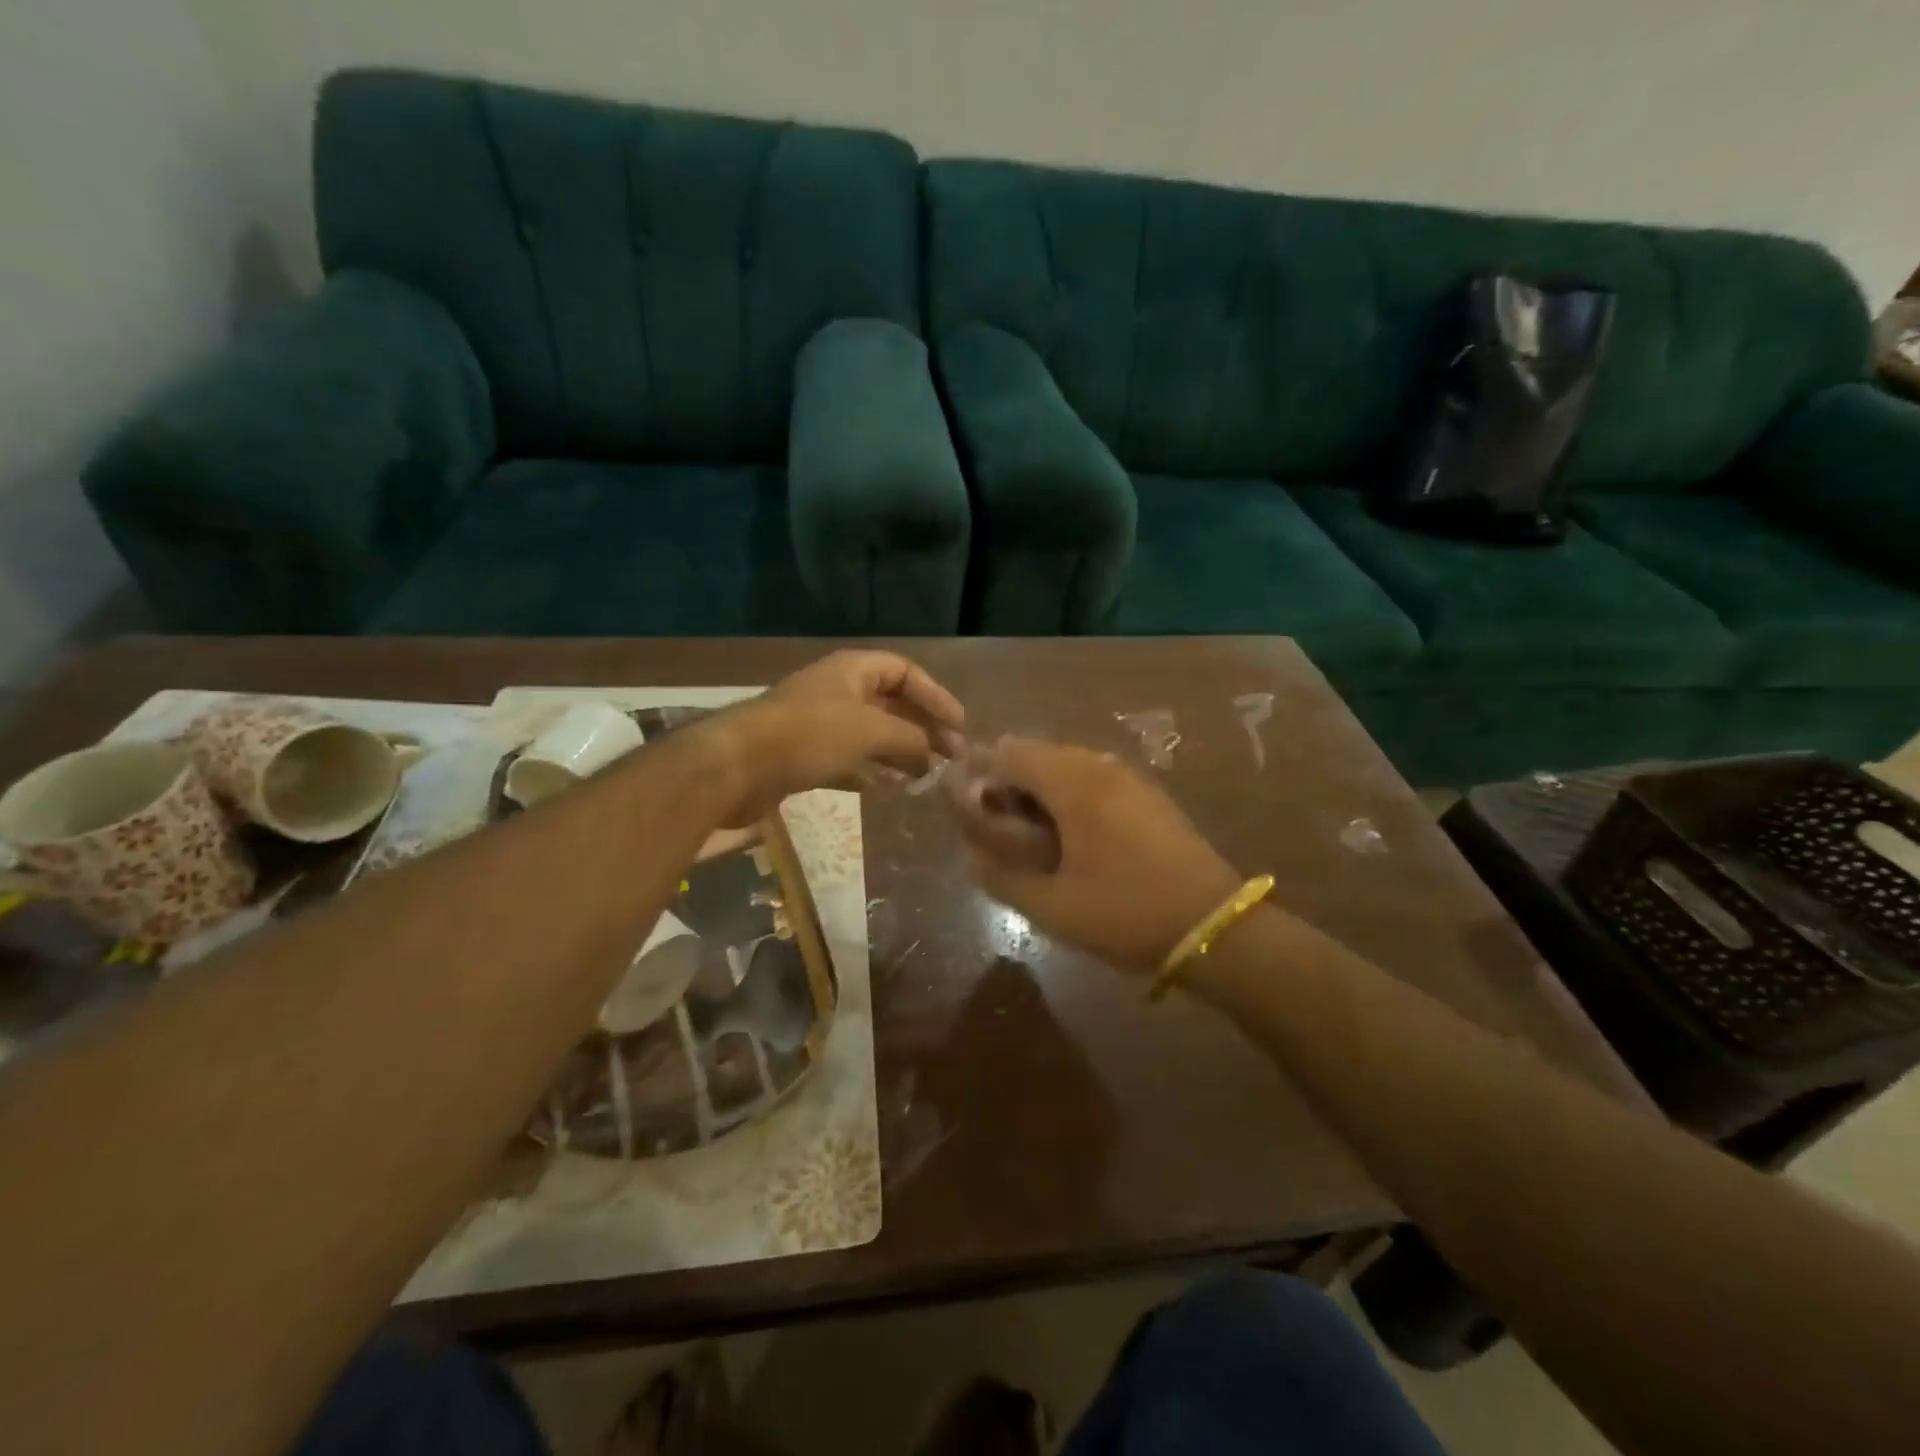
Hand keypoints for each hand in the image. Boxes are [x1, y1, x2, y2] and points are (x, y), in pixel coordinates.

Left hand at [706, 651, 964, 824]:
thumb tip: (933, 753)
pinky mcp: (803, 755)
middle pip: (890, 703)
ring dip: (900, 751)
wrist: (736, 766)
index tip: (959, 726)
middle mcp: (837, 690)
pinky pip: (849, 759)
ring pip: (871, 733)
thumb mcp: (870, 731)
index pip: (905, 671)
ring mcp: (818, 723)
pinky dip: (871, 771)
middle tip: (951, 756)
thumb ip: (910, 739)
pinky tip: (888, 788)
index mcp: (852, 670)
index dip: (935, 696)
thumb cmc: (808, 736)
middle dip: (922, 727)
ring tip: (926, 775)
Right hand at [952, 737, 1240, 972]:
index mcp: (1074, 783)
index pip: (1010, 752)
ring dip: (1039, 787)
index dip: (979, 773)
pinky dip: (1069, 792)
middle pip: (1037, 752)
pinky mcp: (1147, 792)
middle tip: (996, 826)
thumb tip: (971, 854)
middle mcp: (1099, 765)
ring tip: (1030, 834)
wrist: (1213, 924)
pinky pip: (1093, 776)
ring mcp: (1128, 776)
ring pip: (1066, 763)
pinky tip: (1070, 834)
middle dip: (1008, 781)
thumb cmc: (1126, 913)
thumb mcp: (1052, 907)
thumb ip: (1001, 876)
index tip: (966, 807)